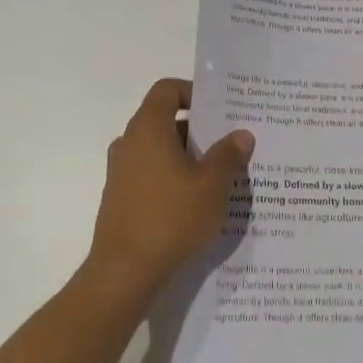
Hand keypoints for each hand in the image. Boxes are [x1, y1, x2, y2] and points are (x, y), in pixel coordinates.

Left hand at [85, 78, 254, 309]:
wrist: (124, 273)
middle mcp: (129, 143)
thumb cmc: (171, 218)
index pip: (167, 89)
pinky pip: (151, 174)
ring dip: (188, 157)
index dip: (193, 92)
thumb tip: (242, 134)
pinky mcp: (120, 198)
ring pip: (159, 150)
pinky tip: (197, 203)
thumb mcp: (212, 185)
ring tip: (220, 176)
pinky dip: (172, 179)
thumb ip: (228, 155)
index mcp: (148, 128)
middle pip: (165, 120)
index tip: (219, 110)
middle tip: (230, 145)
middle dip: (199, 130)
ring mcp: (121, 172)